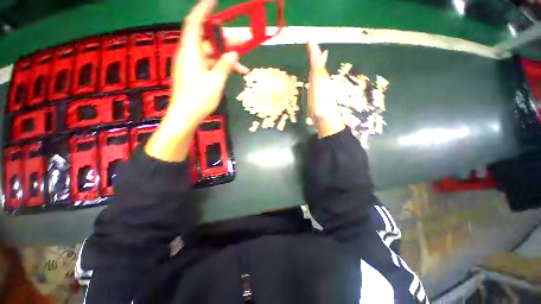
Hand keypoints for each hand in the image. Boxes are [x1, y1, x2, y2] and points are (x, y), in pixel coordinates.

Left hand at [145, 0, 247, 161]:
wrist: (186, 115)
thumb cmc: (198, 99)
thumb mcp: (215, 82)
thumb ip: (225, 66)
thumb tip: (233, 53)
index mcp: (190, 52)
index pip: (195, 22)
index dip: (204, 9)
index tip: (215, 0)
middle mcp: (189, 54)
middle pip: (207, 40)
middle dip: (225, 41)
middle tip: (242, 45)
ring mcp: (192, 65)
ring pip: (211, 55)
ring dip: (226, 60)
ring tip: (243, 69)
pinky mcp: (195, 74)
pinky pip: (209, 65)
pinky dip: (221, 68)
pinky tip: (233, 75)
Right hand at [307, 41, 344, 137]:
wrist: (325, 118)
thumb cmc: (319, 105)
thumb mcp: (317, 88)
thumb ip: (318, 72)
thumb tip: (322, 54)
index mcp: (320, 77)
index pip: (317, 61)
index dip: (313, 51)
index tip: (310, 41)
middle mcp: (322, 80)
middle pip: (319, 64)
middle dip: (315, 54)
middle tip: (311, 46)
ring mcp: (321, 87)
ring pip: (319, 71)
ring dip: (315, 63)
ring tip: (312, 57)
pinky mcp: (320, 94)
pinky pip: (317, 80)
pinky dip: (315, 74)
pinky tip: (314, 75)